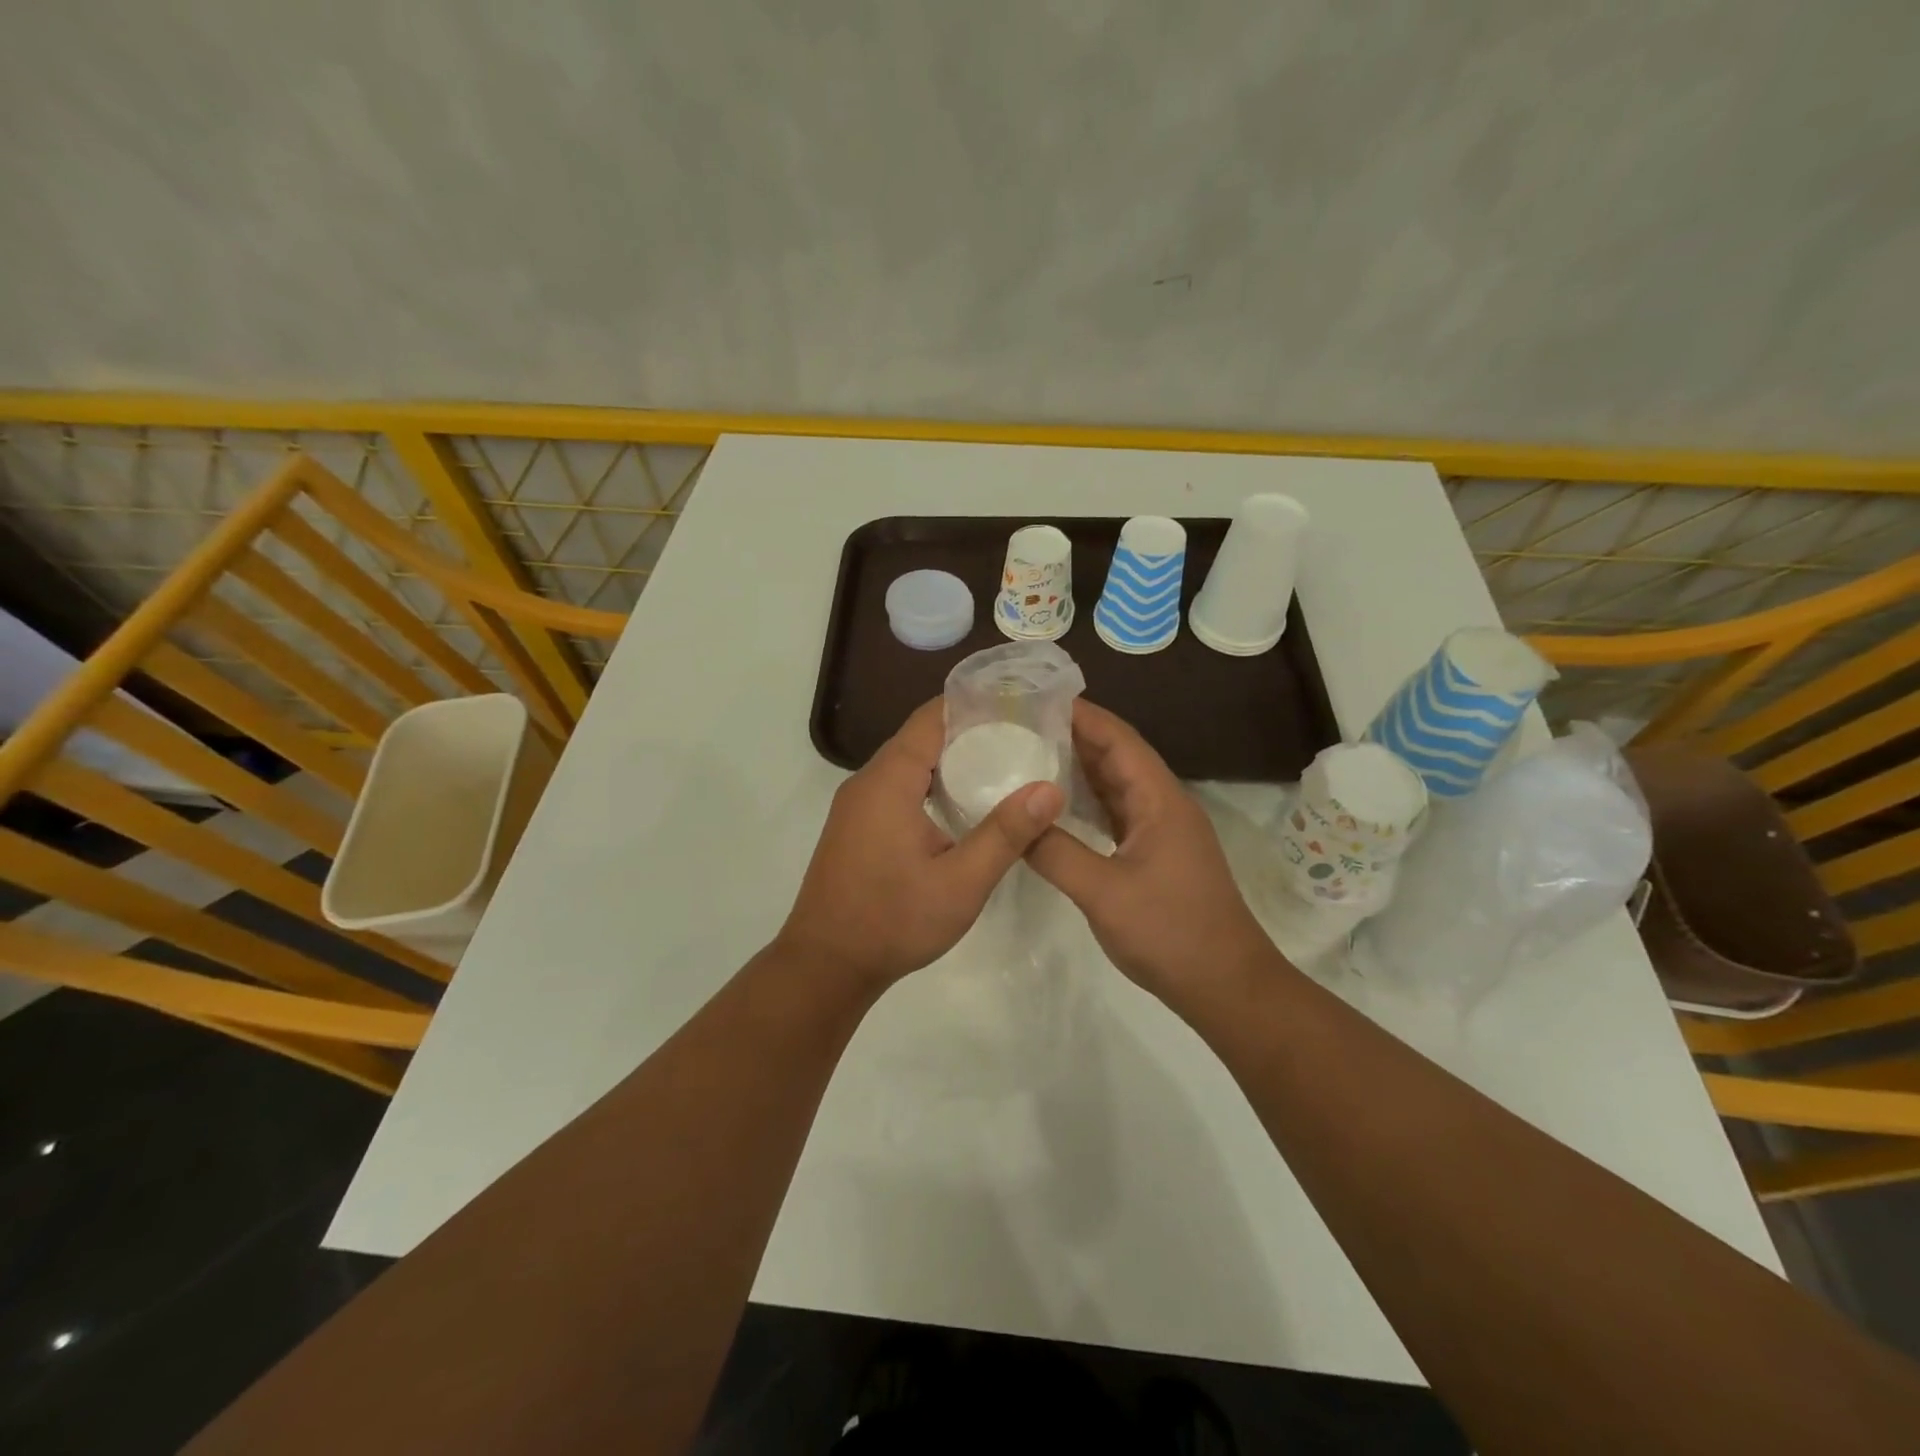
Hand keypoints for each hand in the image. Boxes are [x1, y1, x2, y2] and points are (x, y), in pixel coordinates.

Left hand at [777, 700, 1064, 989]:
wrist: (826, 966)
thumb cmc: (893, 922)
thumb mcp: (960, 883)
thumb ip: (1005, 833)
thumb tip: (1050, 788)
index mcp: (888, 780)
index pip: (931, 718)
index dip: (973, 705)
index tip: (1018, 705)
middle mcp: (867, 781)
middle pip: (921, 737)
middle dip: (970, 732)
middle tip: (1023, 738)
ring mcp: (857, 805)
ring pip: (909, 764)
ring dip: (950, 761)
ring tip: (1003, 766)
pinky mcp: (857, 826)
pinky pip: (898, 788)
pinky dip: (931, 784)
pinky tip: (963, 806)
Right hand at [1026, 700, 1282, 1009]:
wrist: (1226, 985)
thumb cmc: (1170, 933)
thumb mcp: (1104, 892)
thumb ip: (1055, 852)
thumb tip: (1014, 820)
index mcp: (1159, 800)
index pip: (1118, 739)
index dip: (1081, 715)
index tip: (1036, 698)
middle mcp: (1163, 805)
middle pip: (1116, 757)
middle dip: (1073, 736)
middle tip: (1020, 724)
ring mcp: (1161, 831)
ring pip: (1115, 786)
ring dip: (1078, 768)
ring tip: (1029, 754)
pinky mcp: (1154, 854)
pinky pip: (1115, 814)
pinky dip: (1086, 803)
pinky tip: (1055, 806)